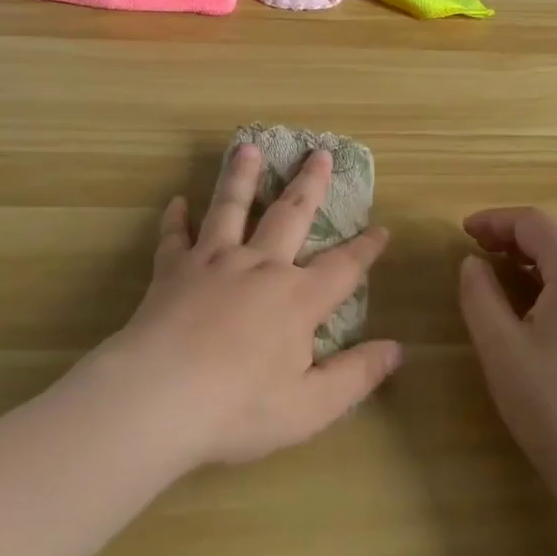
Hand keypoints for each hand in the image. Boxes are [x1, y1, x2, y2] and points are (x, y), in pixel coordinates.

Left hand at [103, 143, 401, 467]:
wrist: (158, 398)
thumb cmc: (239, 408)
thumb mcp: (311, 407)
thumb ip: (356, 376)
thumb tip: (398, 349)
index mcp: (296, 299)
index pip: (343, 268)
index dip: (366, 249)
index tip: (382, 228)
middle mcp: (259, 266)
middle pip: (291, 214)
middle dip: (309, 183)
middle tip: (319, 152)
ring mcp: (213, 262)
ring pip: (231, 207)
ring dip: (241, 176)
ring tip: (247, 147)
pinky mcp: (173, 270)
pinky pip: (175, 236)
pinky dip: (176, 218)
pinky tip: (177, 202)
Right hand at [458, 208, 556, 508]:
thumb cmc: (554, 407)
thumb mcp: (500, 348)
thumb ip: (480, 294)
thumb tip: (474, 263)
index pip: (535, 223)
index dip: (496, 220)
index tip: (464, 231)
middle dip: (518, 233)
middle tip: (480, 247)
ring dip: (540, 254)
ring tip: (504, 271)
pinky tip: (539, 305)